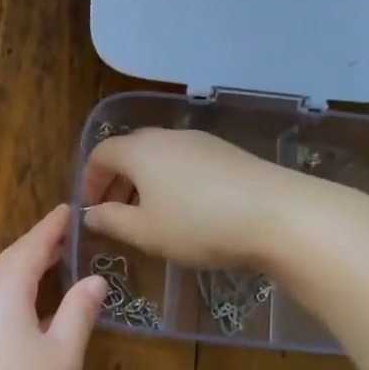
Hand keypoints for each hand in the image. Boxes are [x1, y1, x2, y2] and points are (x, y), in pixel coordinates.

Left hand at [0, 206, 106, 369]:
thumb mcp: (62, 354)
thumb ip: (78, 312)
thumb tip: (93, 280)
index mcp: (5, 290)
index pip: (30, 247)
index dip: (51, 228)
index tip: (67, 209)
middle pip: (10, 261)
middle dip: (36, 245)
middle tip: (64, 235)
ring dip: (23, 269)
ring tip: (51, 264)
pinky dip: (13, 292)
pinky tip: (28, 307)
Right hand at [80, 128, 292, 270]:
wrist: (279, 215)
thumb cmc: (198, 225)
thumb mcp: (145, 232)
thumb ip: (112, 221)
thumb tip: (91, 214)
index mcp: (139, 151)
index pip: (101, 154)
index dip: (89, 180)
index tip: (90, 208)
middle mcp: (167, 137)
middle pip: (130, 151)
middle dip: (116, 181)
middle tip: (115, 213)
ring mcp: (201, 142)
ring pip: (159, 157)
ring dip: (144, 183)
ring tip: (150, 216)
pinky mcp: (227, 153)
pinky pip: (185, 162)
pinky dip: (172, 181)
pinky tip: (186, 211)